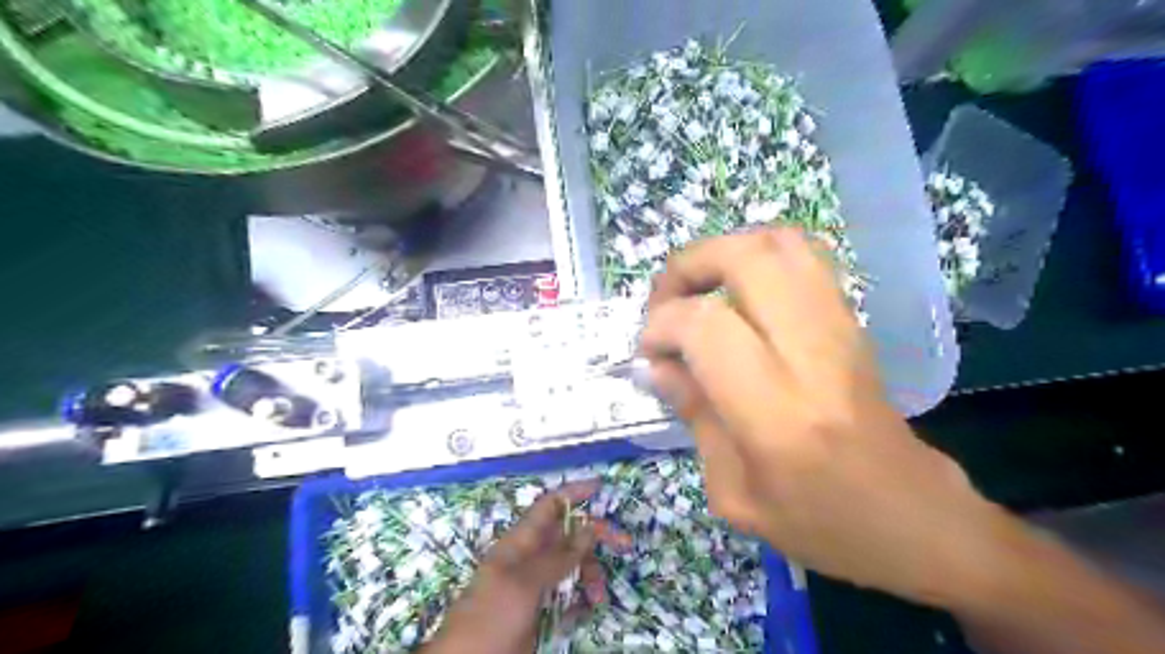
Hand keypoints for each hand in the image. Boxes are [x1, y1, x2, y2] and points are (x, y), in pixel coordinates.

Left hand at [424, 480, 633, 652]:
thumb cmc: (490, 617)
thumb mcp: (524, 584)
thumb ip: (557, 557)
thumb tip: (589, 528)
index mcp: (520, 543)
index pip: (549, 506)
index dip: (573, 494)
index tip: (600, 487)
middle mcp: (529, 559)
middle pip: (568, 537)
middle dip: (594, 538)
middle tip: (624, 545)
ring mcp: (534, 587)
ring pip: (571, 567)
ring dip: (590, 575)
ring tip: (598, 597)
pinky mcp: (539, 612)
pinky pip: (567, 597)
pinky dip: (580, 599)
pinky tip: (588, 608)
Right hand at [641, 227, 995, 603]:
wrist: (915, 517)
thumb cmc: (821, 524)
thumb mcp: (734, 494)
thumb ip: (694, 417)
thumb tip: (658, 365)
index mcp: (777, 413)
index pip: (706, 325)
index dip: (662, 326)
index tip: (650, 353)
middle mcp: (811, 353)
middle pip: (746, 258)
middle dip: (687, 266)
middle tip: (665, 303)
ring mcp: (840, 327)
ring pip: (778, 243)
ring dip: (722, 253)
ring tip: (697, 291)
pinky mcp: (852, 321)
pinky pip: (803, 257)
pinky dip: (757, 257)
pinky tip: (736, 294)